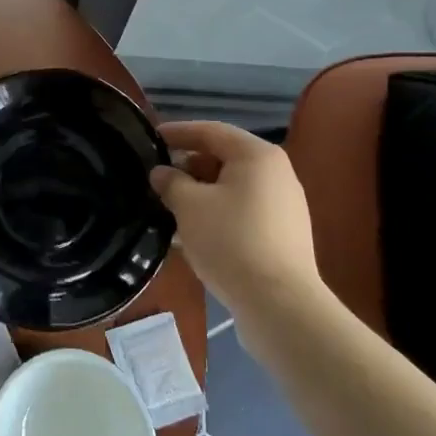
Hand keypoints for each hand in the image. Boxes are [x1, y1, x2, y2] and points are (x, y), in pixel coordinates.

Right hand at [151, 122, 325, 330]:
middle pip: (224, 158)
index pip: (211, 131)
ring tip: (170, 206)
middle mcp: (276, 173)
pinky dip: (217, 213)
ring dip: (201, 192)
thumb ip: (171, 182)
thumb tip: (161, 172)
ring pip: (232, 187)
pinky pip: (243, 211)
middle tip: (158, 176)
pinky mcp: (283, 235)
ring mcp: (284, 205)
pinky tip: (194, 232)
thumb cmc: (231, 241)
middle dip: (189, 165)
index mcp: (257, 155)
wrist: (279, 304)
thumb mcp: (189, 206)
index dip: (178, 132)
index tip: (151, 136)